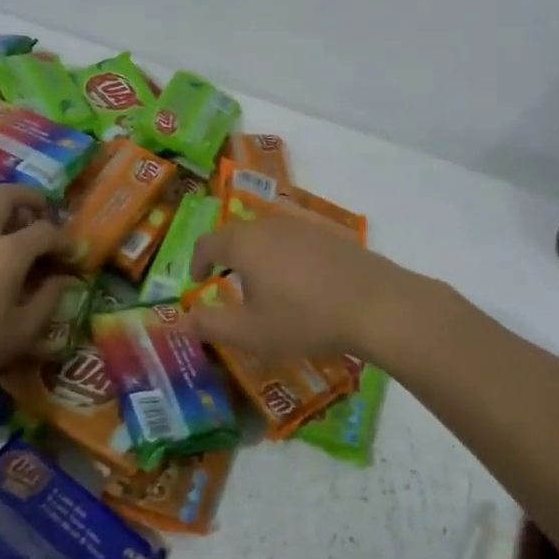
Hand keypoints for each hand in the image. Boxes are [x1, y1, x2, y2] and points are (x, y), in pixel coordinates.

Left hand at [0, 185, 74, 401]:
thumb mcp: (23, 332)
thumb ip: (48, 300)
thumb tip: (62, 279)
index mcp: (7, 254)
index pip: (45, 231)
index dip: (63, 239)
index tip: (69, 252)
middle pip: (5, 194)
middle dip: (29, 197)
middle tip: (40, 211)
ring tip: (5, 220)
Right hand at [183, 214, 412, 361]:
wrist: (377, 305)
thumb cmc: (304, 319)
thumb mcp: (251, 333)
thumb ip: (211, 325)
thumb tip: (181, 320)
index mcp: (245, 244)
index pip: (208, 242)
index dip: (198, 261)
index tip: (198, 279)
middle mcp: (271, 225)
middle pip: (238, 234)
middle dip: (227, 257)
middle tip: (227, 283)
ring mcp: (305, 227)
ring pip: (269, 236)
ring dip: (258, 256)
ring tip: (265, 286)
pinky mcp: (332, 235)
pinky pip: (297, 242)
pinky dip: (287, 258)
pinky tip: (302, 284)